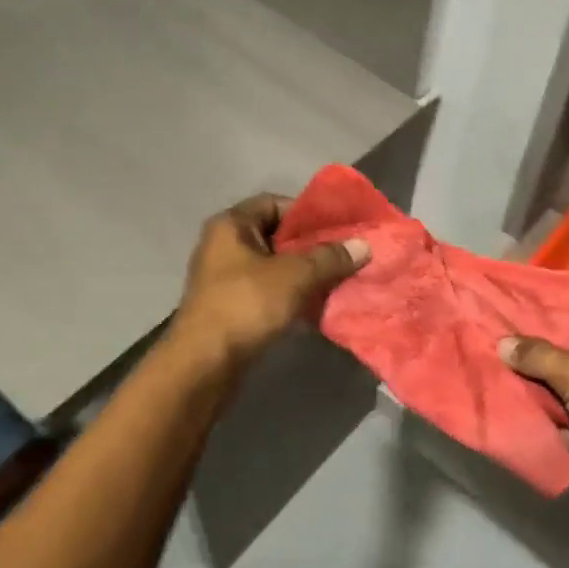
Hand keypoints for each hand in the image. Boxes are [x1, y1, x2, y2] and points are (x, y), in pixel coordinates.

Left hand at [172, 194, 368, 363]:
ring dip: (304, 274)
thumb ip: (330, 257)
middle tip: (345, 255)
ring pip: (274, 267)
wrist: (204, 364)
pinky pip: (268, 292)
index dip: (306, 212)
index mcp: (231, 226)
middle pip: (276, 236)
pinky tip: (317, 306)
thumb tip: (364, 245)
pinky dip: (291, 296)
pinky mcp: (231, 308)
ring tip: (338, 280)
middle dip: (311, 246)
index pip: (274, 203)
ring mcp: (225, 279)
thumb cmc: (246, 305)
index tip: (337, 227)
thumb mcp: (294, 275)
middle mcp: (224, 246)